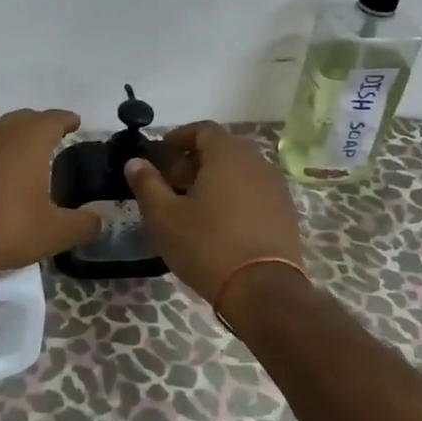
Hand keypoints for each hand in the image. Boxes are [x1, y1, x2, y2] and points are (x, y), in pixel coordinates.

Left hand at [0, 109, 101, 282]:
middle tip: (52, 138)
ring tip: (22, 157)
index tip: (75, 122)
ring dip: (11, 138)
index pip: (53, 118)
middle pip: (23, 119)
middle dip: (39, 125)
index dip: (66, 120)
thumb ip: (82, 224)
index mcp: (28, 139)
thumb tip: (98, 220)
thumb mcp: (54, 233)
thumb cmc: (4, 228)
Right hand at [123, 122, 303, 304]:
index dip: (179, 137)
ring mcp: (276, 188)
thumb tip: (135, 162)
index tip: (161, 154)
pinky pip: (254, 192)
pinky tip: (219, 224)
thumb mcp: (165, 216)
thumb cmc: (207, 245)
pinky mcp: (286, 213)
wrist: (263, 291)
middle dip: (193, 161)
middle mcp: (257, 163)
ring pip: (239, 171)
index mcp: (228, 155)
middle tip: (171, 184)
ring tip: (193, 206)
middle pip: (222, 149)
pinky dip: (234, 197)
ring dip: (214, 180)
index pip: (203, 129)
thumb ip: (147, 184)